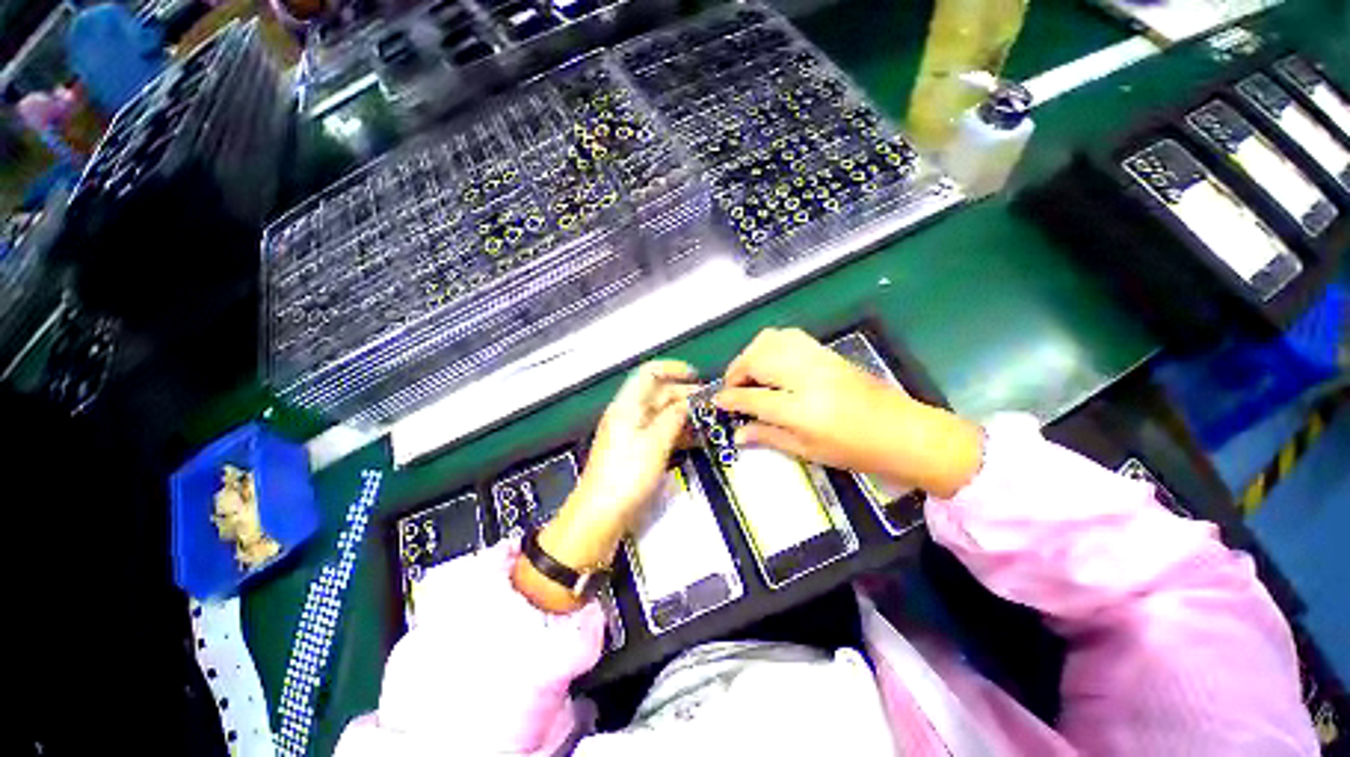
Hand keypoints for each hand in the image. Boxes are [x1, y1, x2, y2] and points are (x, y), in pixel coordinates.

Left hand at [515, 360, 696, 612]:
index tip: (697, 376)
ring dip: (683, 414)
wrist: (600, 515)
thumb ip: (674, 418)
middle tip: (711, 403)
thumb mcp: (655, 443)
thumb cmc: (627, 475)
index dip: (673, 369)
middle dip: (684, 394)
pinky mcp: (637, 451)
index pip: (649, 373)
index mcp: (628, 406)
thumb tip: (689, 402)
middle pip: (658, 393)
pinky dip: (677, 431)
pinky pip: (660, 432)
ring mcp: (633, 433)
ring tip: (708, 421)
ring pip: (661, 414)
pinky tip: (695, 438)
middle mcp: (629, 414)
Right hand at [715, 328, 981, 497]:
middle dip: (736, 371)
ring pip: (770, 340)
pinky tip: (772, 363)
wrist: (906, 432)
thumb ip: (768, 436)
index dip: (730, 399)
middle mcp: (806, 377)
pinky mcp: (827, 352)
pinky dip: (771, 346)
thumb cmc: (856, 451)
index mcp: (801, 410)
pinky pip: (789, 337)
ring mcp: (818, 359)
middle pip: (756, 359)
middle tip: (733, 388)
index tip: (717, 402)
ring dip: (751, 354)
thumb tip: (737, 433)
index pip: (752, 398)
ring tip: (750, 374)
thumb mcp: (808, 451)